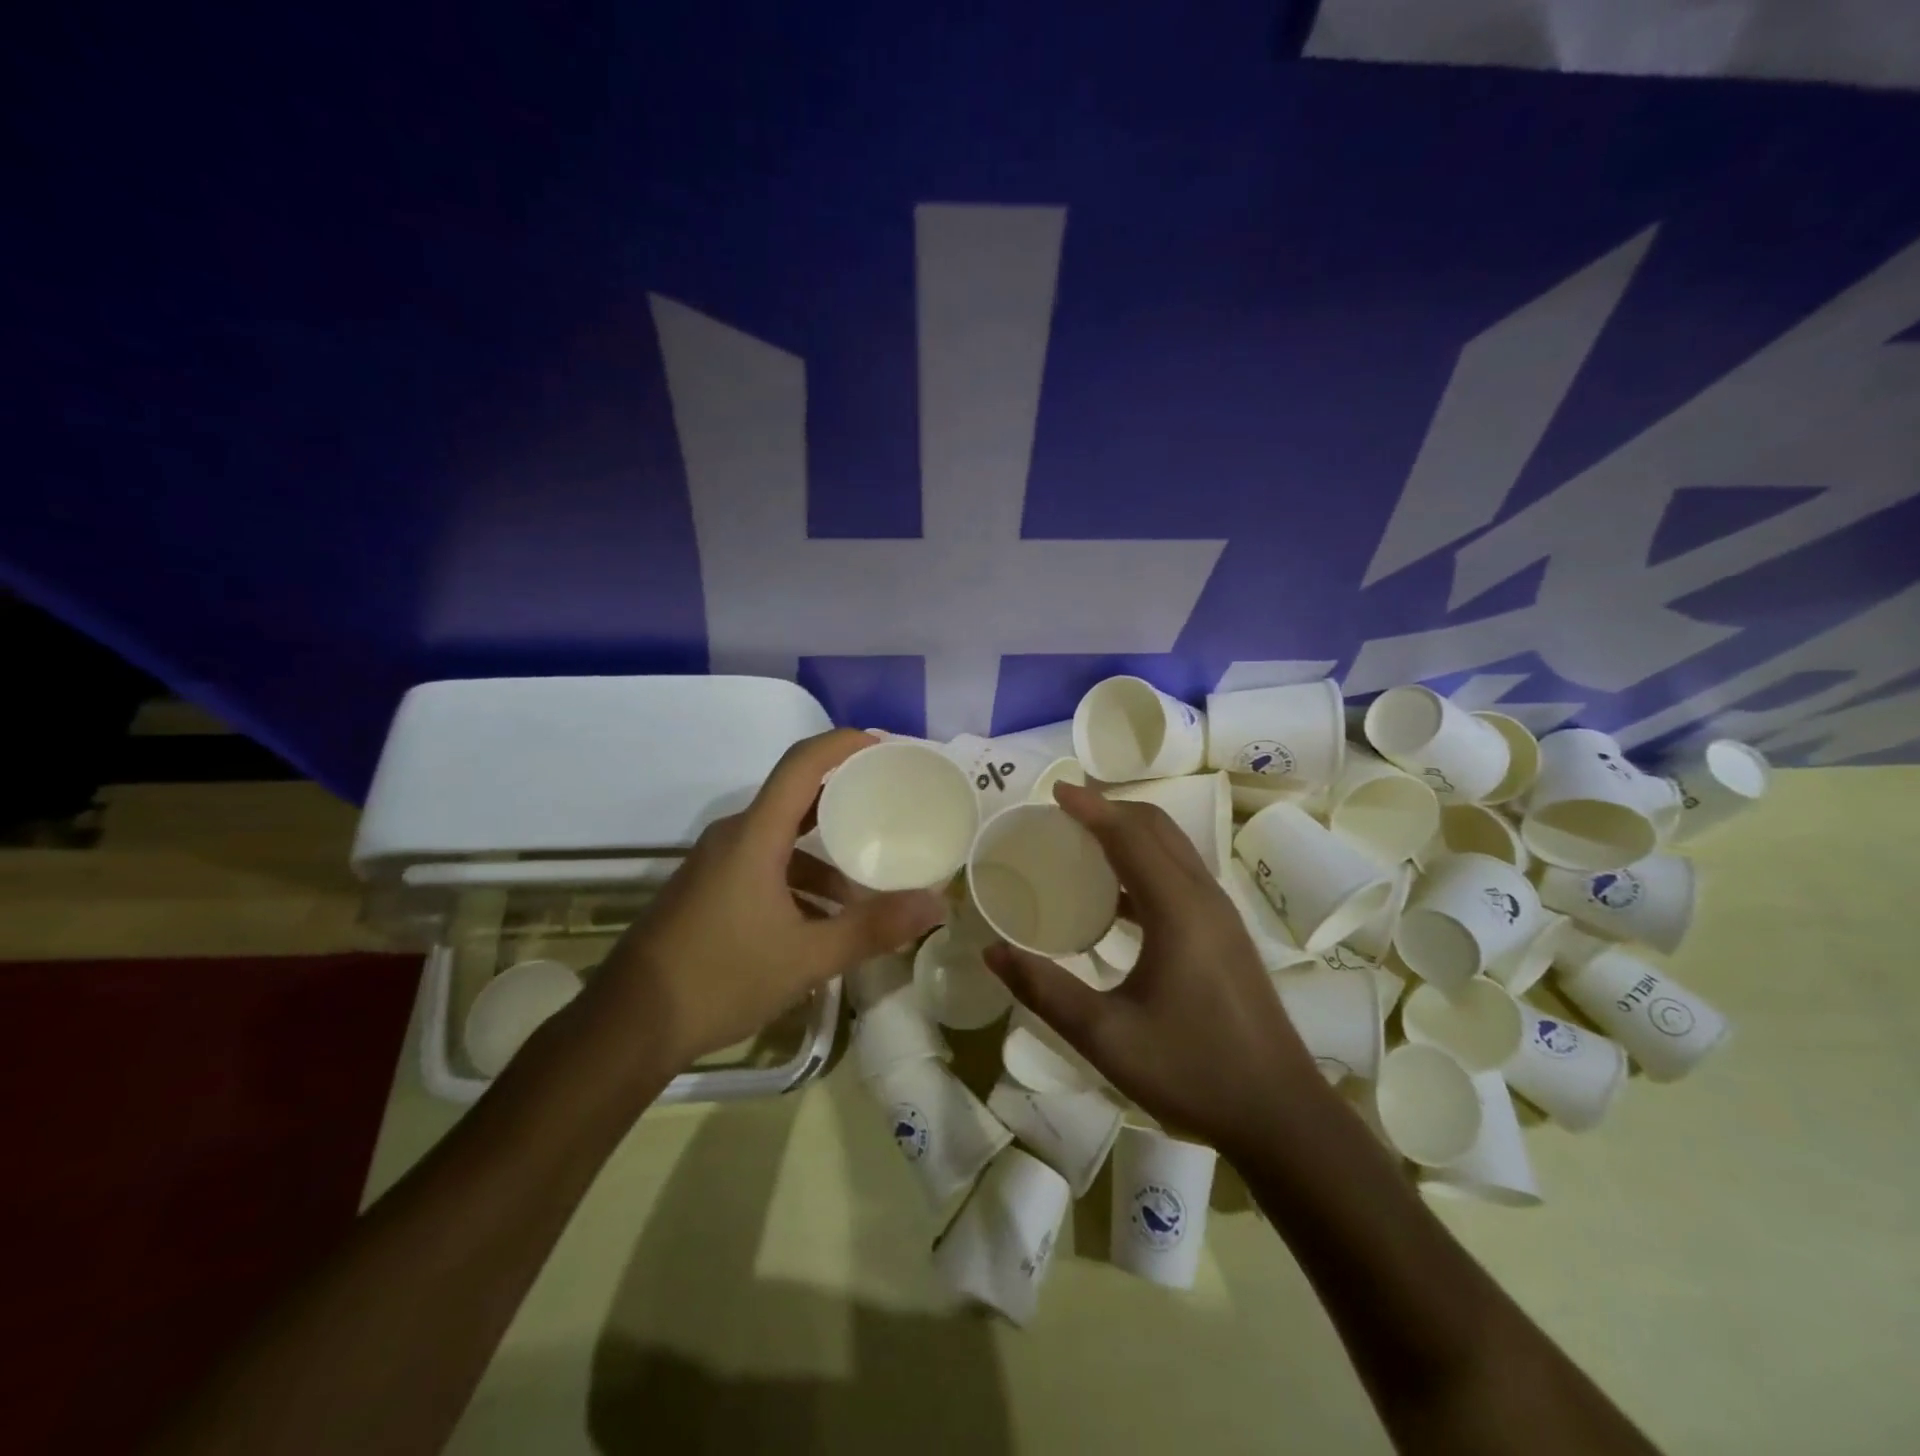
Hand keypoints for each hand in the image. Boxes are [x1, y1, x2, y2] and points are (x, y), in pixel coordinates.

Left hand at [594, 729, 945, 1067]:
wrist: (628, 1026)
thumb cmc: (720, 978)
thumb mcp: (807, 957)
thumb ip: (872, 928)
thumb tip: (936, 905)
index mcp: (755, 835)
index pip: (803, 763)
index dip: (844, 744)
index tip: (886, 747)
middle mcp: (735, 836)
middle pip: (797, 796)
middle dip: (846, 797)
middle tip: (892, 805)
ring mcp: (718, 863)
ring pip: (782, 838)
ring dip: (825, 854)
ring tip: (867, 885)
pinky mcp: (710, 889)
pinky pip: (765, 865)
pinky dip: (801, 880)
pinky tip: (824, 921)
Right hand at [984, 782, 1323, 1151]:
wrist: (1281, 1116)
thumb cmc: (1192, 1071)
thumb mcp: (1106, 1037)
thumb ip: (1045, 991)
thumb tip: (992, 952)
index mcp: (1177, 909)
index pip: (1129, 835)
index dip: (1090, 807)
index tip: (1053, 791)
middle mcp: (1203, 897)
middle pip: (1156, 829)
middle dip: (1110, 810)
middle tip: (1062, 814)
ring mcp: (1220, 915)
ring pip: (1172, 850)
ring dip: (1130, 834)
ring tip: (1082, 843)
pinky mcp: (1225, 935)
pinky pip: (1180, 876)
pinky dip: (1145, 864)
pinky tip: (1115, 900)